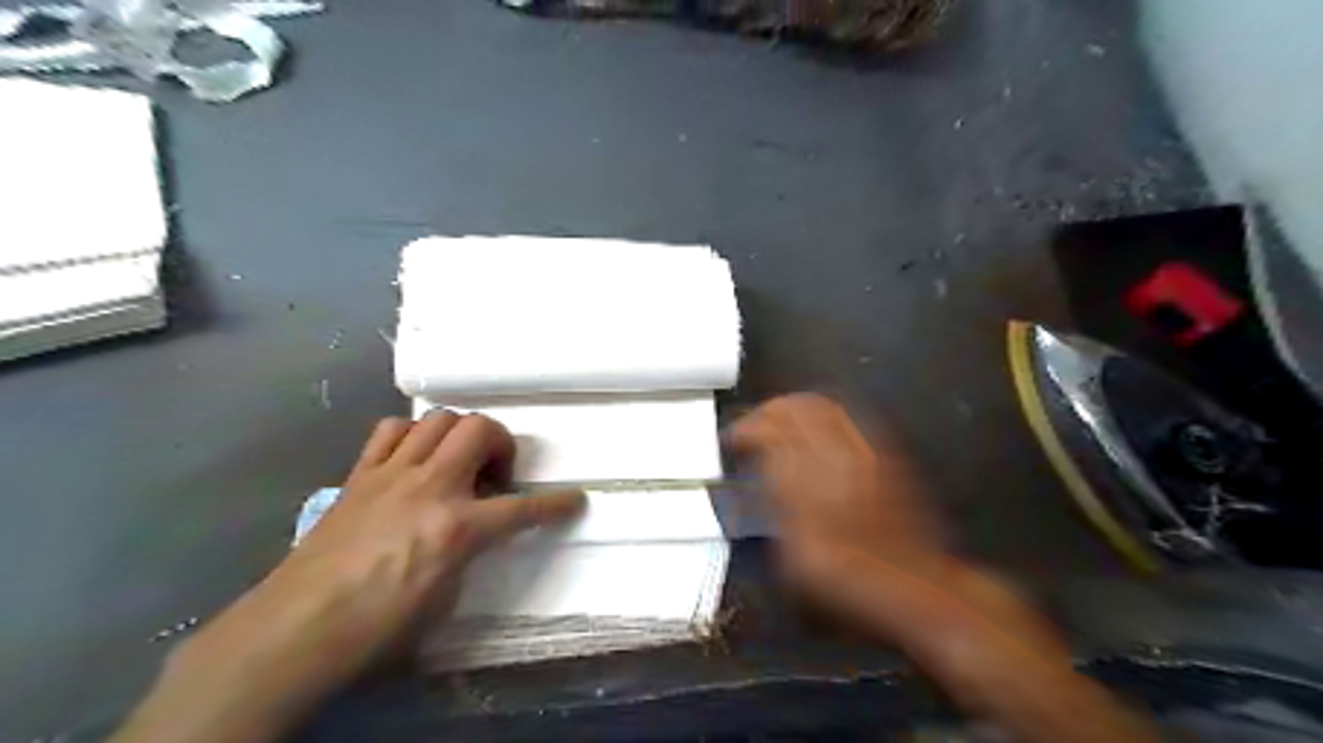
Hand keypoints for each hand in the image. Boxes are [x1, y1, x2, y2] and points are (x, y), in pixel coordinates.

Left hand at [274, 411, 581, 667]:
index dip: (555, 504)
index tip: (574, 499)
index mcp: (457, 527)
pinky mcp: (360, 475)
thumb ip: (470, 551)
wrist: (297, 629)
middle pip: (480, 430)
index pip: (523, 509)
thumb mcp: (445, 596)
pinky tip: (413, 459)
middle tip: (495, 475)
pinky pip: (391, 431)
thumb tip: (476, 531)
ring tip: (456, 462)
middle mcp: (430, 487)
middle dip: (502, 444)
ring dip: (459, 434)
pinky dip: (411, 435)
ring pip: (438, 419)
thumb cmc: (377, 625)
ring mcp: (392, 474)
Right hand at [733, 396, 1158, 742]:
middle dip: (769, 410)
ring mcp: (866, 451)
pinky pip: (847, 419)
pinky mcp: (884, 455)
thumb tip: (762, 467)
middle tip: (754, 424)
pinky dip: (821, 416)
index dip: (747, 430)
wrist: (915, 586)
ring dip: (794, 408)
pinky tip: (814, 430)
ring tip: (779, 421)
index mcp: (812, 482)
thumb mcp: (796, 555)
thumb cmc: (850, 582)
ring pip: (824, 407)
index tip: (734, 439)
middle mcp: (839, 457)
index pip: (772, 433)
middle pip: (798, 408)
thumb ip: (775, 503)